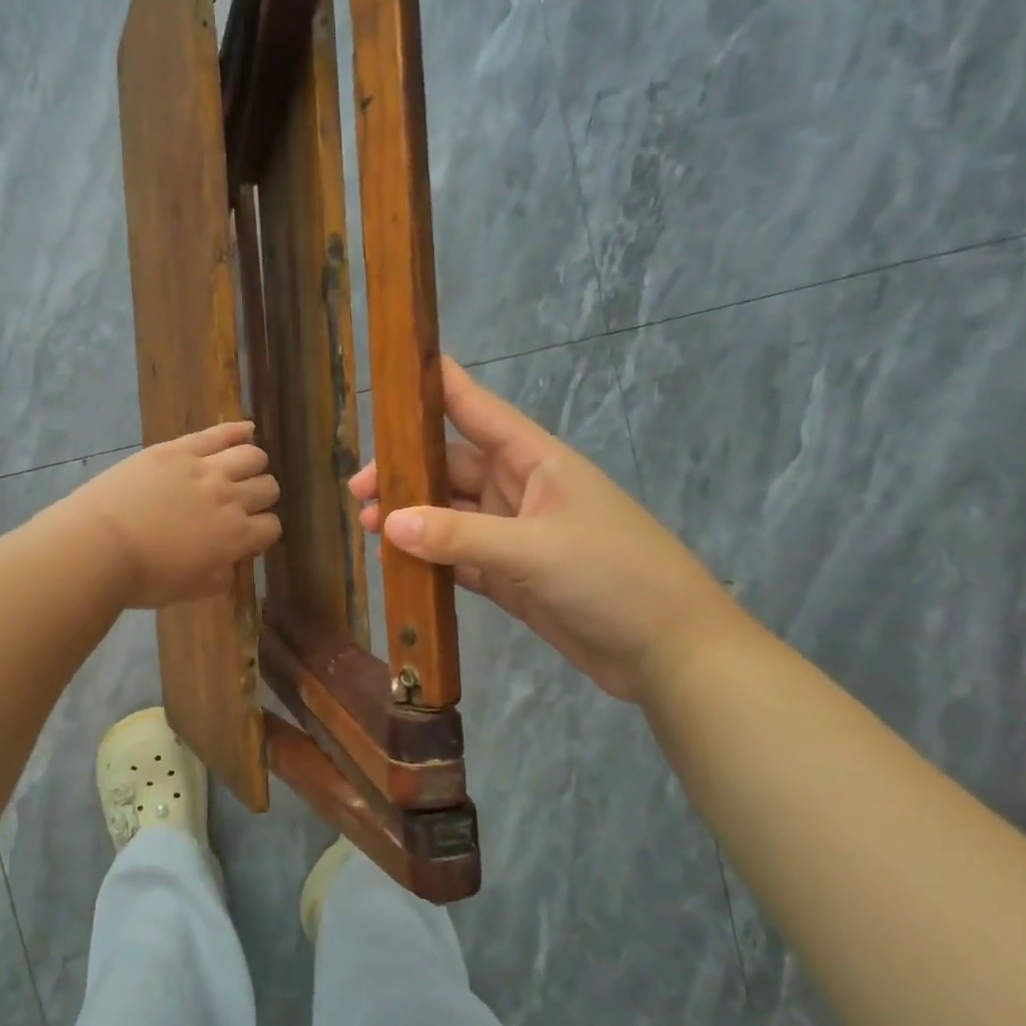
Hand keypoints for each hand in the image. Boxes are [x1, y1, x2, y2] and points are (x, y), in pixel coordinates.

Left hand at [57, 422, 280, 608]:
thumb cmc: (142, 578)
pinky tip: (247, 428)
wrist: (99, 546)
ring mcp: (206, 469)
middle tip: (244, 502)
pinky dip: (238, 429)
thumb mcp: (187, 591)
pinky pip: (219, 433)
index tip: (249, 536)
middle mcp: (230, 499)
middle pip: (267, 488)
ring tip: (244, 468)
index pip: (271, 527)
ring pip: (252, 456)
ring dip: (254, 464)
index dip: (263, 533)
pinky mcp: (178, 449)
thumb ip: (216, 580)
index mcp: (236, 537)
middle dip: (261, 497)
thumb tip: (229, 569)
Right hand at [350, 357, 749, 700]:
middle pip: (451, 468)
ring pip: (449, 516)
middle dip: (404, 474)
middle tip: (358, 491)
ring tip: (367, 528)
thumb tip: (390, 522)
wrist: (668, 651)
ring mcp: (515, 537)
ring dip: (411, 519)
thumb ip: (459, 535)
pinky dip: (429, 560)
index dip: (439, 387)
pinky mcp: (511, 578)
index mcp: (536, 461)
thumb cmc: (613, 576)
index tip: (394, 374)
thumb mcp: (534, 549)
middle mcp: (520, 491)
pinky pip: (459, 559)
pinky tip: (396, 563)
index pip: (477, 411)